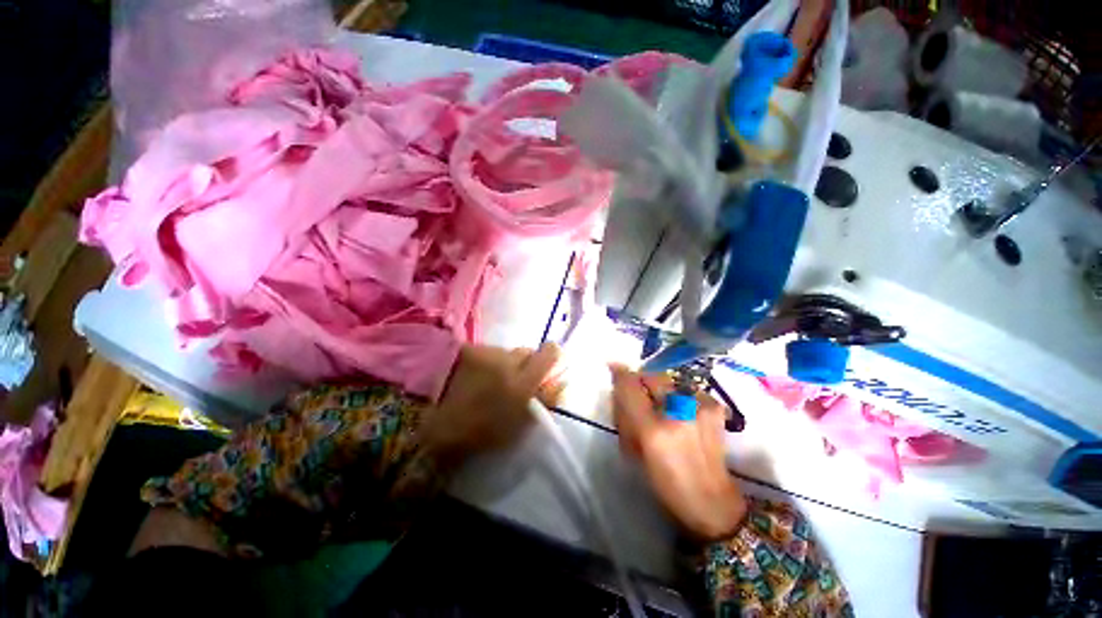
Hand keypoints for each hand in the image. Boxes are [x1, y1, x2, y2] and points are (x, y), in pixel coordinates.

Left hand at [421, 342, 560, 465]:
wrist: (431, 427)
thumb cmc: (478, 434)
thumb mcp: (518, 426)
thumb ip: (542, 401)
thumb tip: (559, 382)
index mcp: (521, 384)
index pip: (549, 353)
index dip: (552, 355)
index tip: (549, 364)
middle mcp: (506, 362)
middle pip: (528, 351)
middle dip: (527, 363)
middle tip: (516, 379)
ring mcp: (485, 354)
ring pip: (507, 352)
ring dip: (505, 363)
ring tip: (490, 381)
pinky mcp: (469, 350)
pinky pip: (489, 352)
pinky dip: (488, 362)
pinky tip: (474, 376)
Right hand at [610, 365, 746, 539]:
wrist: (713, 502)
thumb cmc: (667, 484)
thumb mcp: (636, 453)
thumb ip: (626, 417)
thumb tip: (620, 389)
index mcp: (653, 431)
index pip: (630, 387)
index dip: (620, 373)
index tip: (613, 366)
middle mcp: (677, 413)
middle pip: (652, 376)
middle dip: (641, 380)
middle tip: (640, 395)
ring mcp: (699, 407)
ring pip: (669, 382)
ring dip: (661, 392)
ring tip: (665, 413)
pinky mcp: (714, 407)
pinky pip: (687, 390)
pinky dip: (680, 399)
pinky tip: (685, 417)